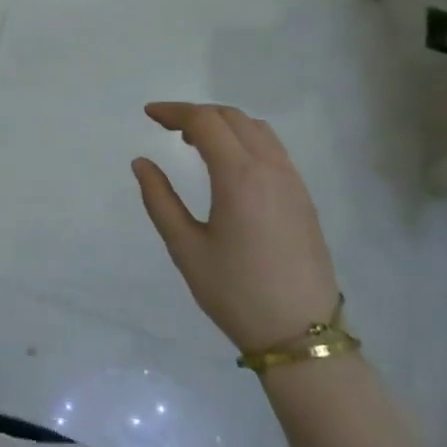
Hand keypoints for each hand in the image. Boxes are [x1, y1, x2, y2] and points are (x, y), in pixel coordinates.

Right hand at [132, 102, 338, 352]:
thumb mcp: (185, 248)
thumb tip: (142, 163)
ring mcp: (293, 182)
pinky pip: (273, 149)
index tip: (149, 114)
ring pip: (257, 130)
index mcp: (240, 176)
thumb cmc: (235, 292)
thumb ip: (160, 199)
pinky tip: (228, 164)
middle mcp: (271, 169)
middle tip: (166, 126)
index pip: (205, 122)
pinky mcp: (303, 198)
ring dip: (223, 124)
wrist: (300, 334)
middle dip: (196, 113)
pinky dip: (245, 140)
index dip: (174, 111)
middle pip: (232, 118)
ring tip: (194, 141)